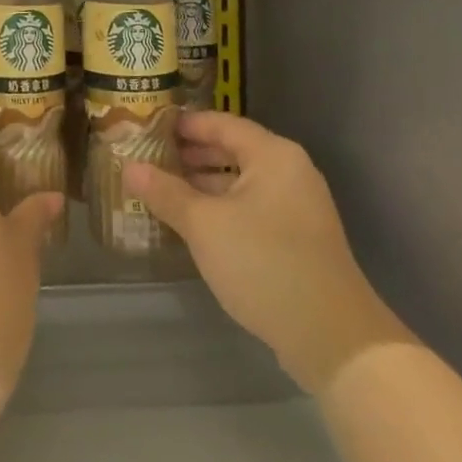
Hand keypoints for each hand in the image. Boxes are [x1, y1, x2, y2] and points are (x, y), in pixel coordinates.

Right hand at [123, 111, 389, 391]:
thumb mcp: (204, 225)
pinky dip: (222, 207)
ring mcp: (298, 206)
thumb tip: (129, 167)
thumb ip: (166, 193)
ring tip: (163, 189)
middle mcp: (289, 171)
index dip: (184, 124)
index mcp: (273, 155)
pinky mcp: (298, 238)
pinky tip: (194, 222)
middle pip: (233, 150)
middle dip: (191, 154)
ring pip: (241, 181)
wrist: (332, 337)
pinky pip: (252, 207)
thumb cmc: (264, 263)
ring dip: (204, 183)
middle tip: (149, 157)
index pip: (221, 123)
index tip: (148, 126)